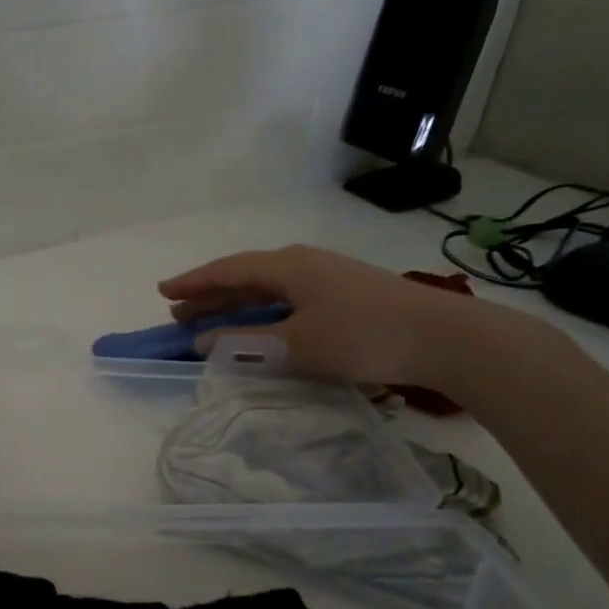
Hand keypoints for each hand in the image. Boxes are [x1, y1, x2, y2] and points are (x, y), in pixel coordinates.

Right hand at [159, 245, 503, 388]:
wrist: (444, 338)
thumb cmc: (362, 336)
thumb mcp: (297, 345)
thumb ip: (246, 344)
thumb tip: (204, 341)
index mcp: (287, 266)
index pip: (227, 270)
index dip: (193, 282)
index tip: (164, 292)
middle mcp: (302, 263)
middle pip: (244, 276)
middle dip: (210, 294)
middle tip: (180, 313)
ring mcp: (326, 276)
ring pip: (267, 287)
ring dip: (236, 303)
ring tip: (209, 319)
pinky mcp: (343, 293)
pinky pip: (287, 297)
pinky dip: (262, 310)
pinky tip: (259, 323)